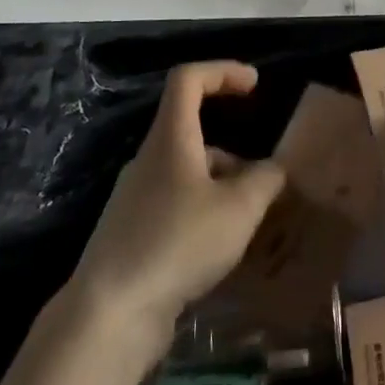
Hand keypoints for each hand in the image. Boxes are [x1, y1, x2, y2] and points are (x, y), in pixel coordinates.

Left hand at [70, 61, 285, 359]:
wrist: (110, 314)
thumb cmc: (178, 242)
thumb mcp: (238, 209)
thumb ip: (265, 181)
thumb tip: (275, 169)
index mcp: (170, 138)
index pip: (189, 79)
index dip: (222, 71)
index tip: (254, 84)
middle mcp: (149, 160)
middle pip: (192, 132)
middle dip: (233, 152)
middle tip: (265, 180)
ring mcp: (135, 199)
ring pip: (186, 175)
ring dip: (221, 187)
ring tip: (251, 224)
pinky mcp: (131, 235)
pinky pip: (175, 208)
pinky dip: (203, 215)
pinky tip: (221, 251)